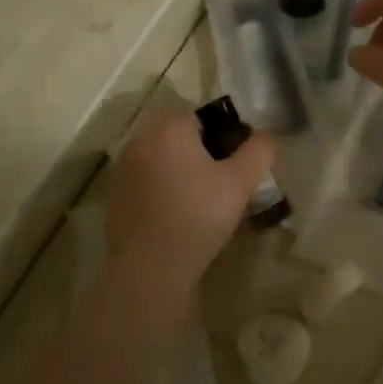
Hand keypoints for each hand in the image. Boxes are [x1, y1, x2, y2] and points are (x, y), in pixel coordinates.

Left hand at [103, 112, 275, 295]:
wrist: (150, 267)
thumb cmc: (199, 215)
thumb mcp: (240, 182)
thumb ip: (258, 152)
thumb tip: (267, 136)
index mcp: (169, 128)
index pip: (202, 117)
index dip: (225, 135)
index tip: (239, 162)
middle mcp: (140, 140)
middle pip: (180, 137)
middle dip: (203, 153)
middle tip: (225, 182)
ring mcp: (123, 169)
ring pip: (162, 160)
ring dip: (182, 172)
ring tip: (204, 201)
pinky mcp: (115, 197)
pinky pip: (147, 183)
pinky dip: (164, 191)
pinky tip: (179, 216)